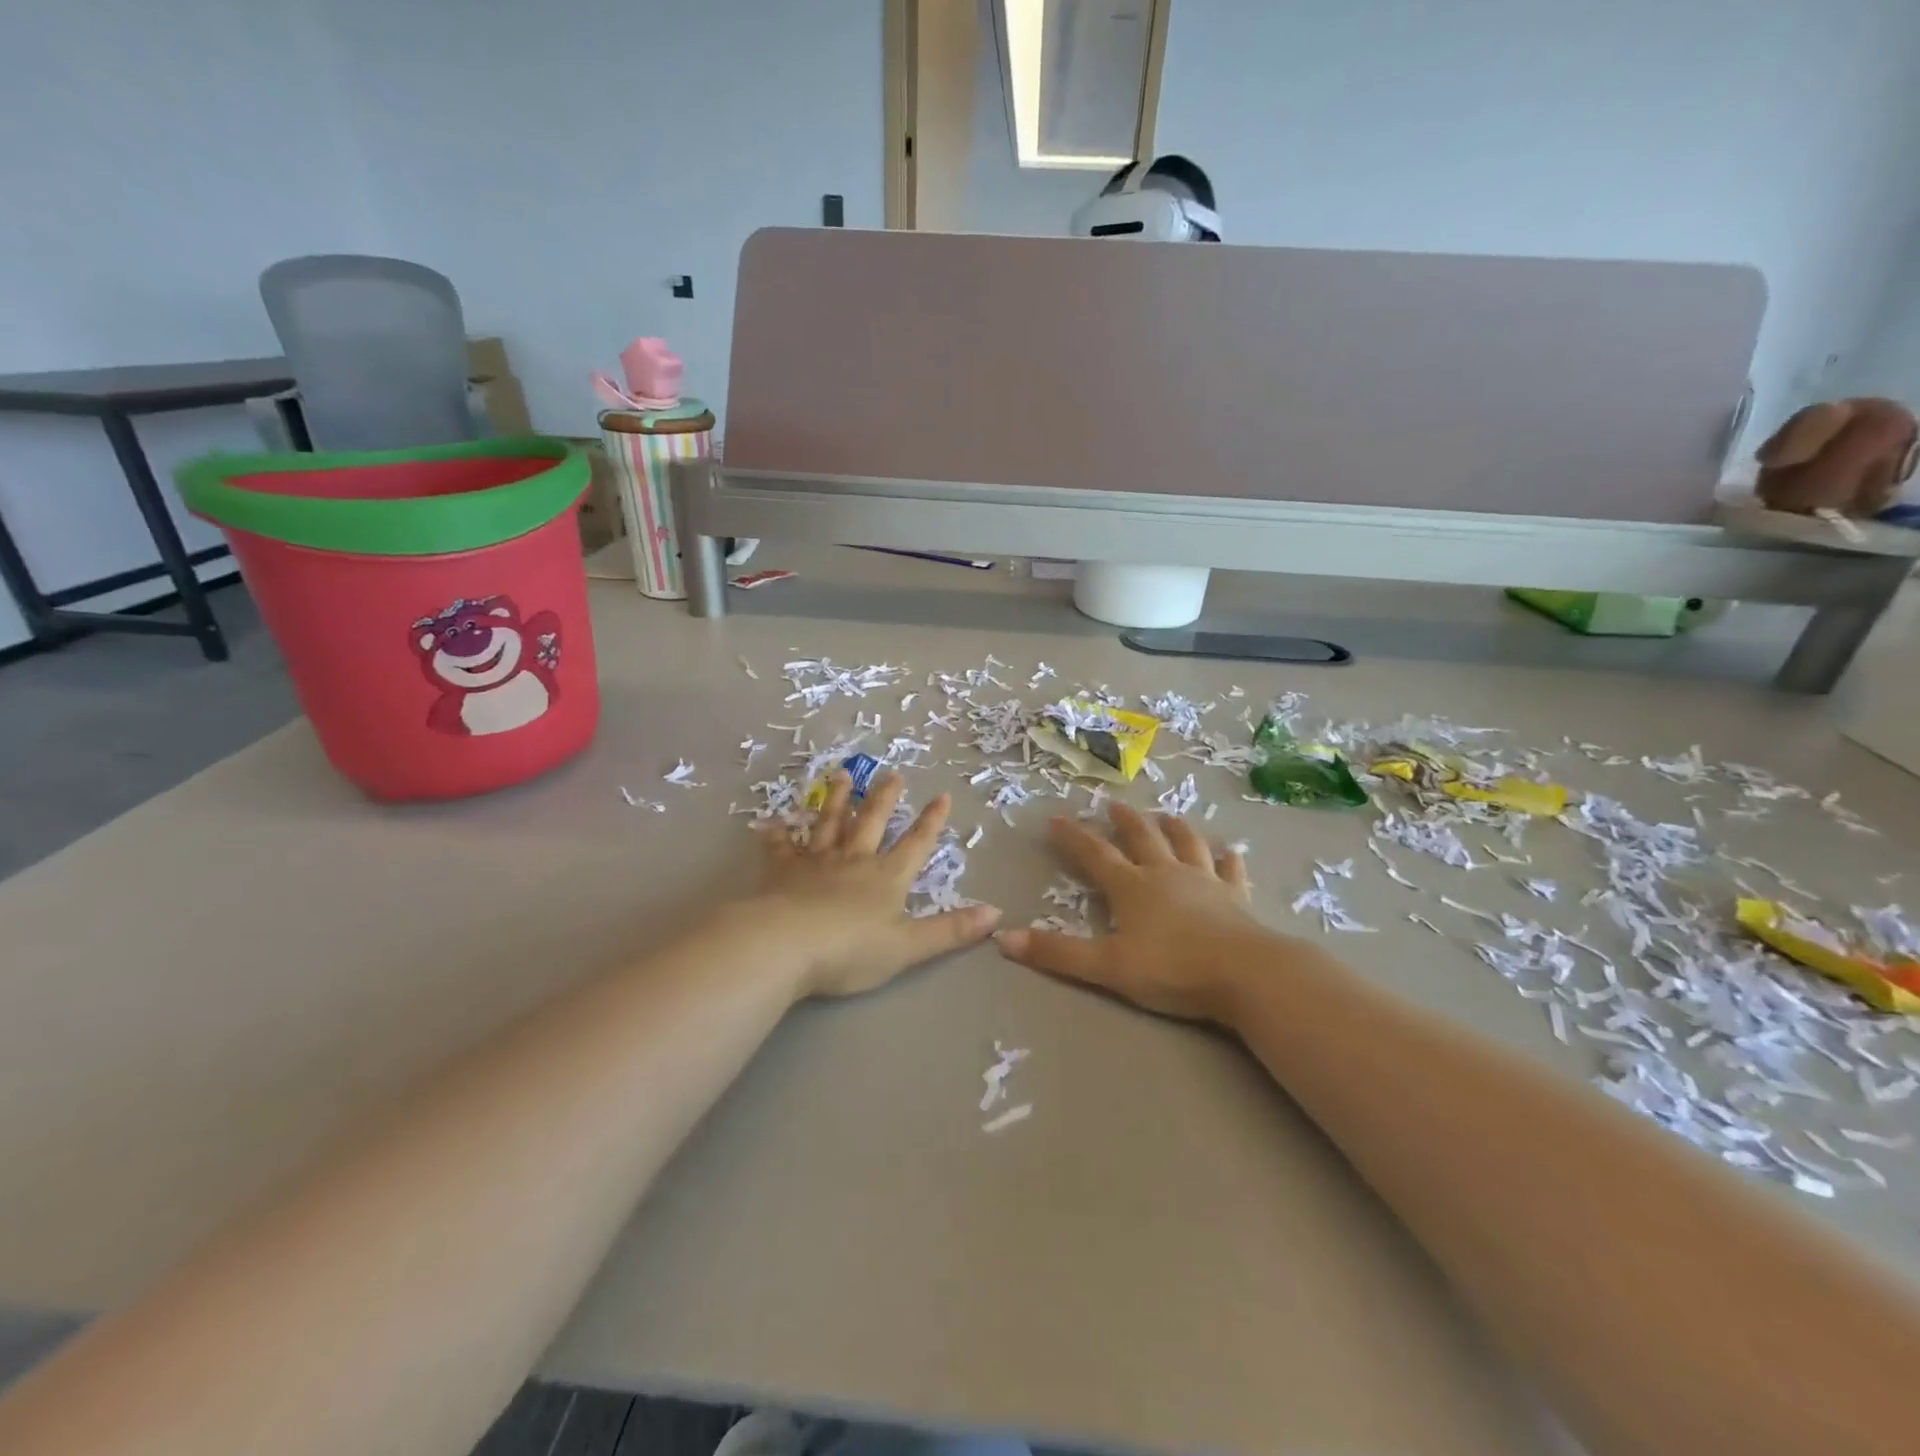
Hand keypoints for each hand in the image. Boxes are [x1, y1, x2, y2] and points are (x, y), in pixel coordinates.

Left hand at [754, 770, 1000, 998]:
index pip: (915, 843)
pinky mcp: (782, 872)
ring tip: (841, 775)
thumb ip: (951, 930)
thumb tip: (996, 913)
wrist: (786, 946)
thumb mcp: (909, 946)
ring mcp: (816, 862)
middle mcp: (854, 860)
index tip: (942, 795)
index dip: (931, 821)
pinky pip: (781, 849)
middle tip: (891, 773)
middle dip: (884, 798)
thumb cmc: (852, 950)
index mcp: (887, 877)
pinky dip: (777, 835)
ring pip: (829, 823)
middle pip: (871, 822)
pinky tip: (772, 822)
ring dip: (836, 799)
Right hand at [996, 803, 1267, 1022]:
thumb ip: (1057, 952)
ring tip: (1166, 814)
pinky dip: (1228, 859)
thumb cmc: (1172, 969)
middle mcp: (1166, 874)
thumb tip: (1003, 937)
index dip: (1073, 836)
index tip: (1056, 818)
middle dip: (1124, 821)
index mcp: (1132, 887)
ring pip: (1187, 844)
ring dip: (1174, 828)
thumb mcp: (1107, 966)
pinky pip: (1231, 871)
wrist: (1245, 973)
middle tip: (1114, 805)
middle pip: (1142, 838)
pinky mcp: (1237, 897)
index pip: (1095, 854)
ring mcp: (1205, 882)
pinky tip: (1230, 851)